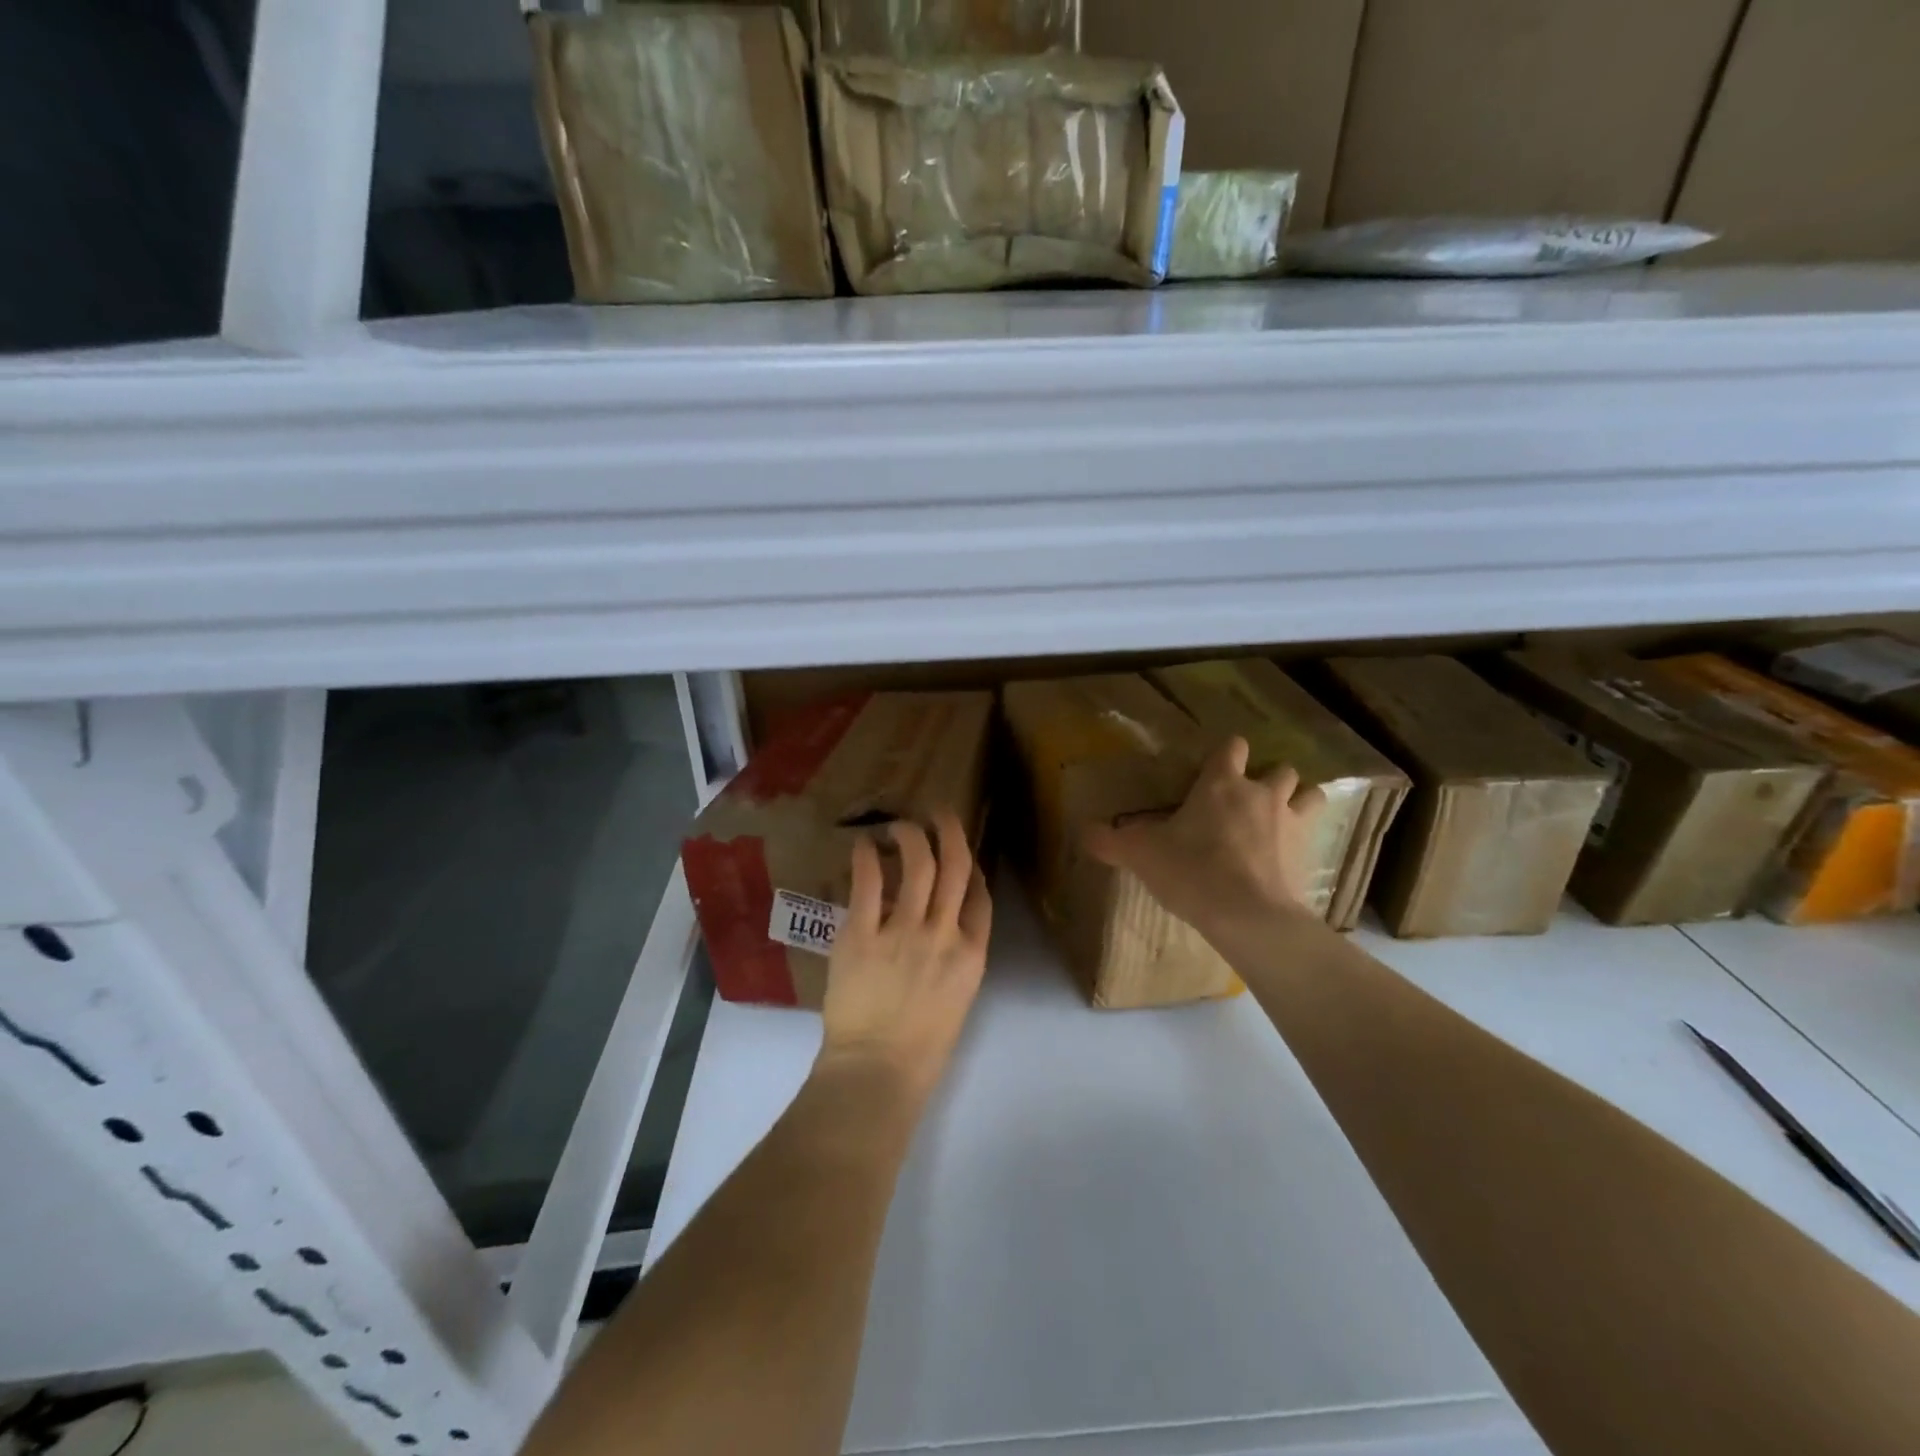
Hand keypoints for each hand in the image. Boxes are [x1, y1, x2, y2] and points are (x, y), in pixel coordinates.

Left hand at [818, 811, 991, 1111]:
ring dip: (910, 836)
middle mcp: (943, 934)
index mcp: (971, 955)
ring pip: (917, 865)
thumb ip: (953, 957)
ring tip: (899, 825)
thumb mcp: (955, 999)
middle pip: (956, 868)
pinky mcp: (862, 935)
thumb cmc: (920, 1047)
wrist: (877, 1071)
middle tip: (939, 813)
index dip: (973, 868)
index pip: (981, 897)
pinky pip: (868, 884)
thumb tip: (936, 921)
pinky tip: (862, 845)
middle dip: (950, 833)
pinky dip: (866, 858)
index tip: (961, 855)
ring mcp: (903, 932)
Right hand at [1083, 737, 1327, 942]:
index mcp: (1222, 783)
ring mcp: (1290, 824)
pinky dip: (1302, 840)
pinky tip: (1287, 857)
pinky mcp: (1306, 856)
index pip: (1232, 747)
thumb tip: (1082, 832)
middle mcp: (1261, 794)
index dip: (1226, 753)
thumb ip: (1110, 841)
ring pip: (1309, 795)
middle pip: (1280, 768)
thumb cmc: (1192, 870)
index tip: (1213, 769)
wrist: (1247, 915)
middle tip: (1247, 799)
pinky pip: (1312, 836)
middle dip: (1268, 778)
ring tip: (1280, 818)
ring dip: (1297, 801)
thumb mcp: (1140, 854)